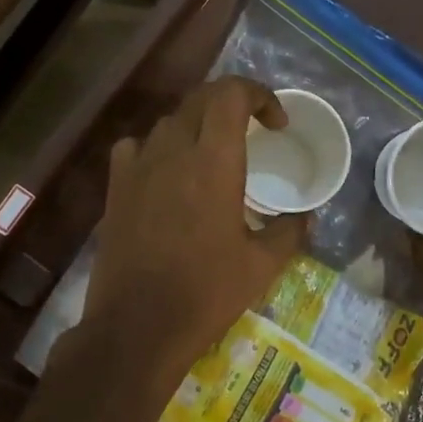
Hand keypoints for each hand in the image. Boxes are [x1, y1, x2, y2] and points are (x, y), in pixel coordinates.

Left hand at [86, 77, 307, 380]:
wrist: (137, 326)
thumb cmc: (206, 294)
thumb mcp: (262, 266)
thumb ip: (290, 233)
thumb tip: (306, 217)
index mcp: (213, 163)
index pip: (231, 95)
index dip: (259, 95)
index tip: (277, 124)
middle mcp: (173, 152)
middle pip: (200, 99)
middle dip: (232, 103)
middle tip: (253, 130)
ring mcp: (138, 168)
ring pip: (169, 121)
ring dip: (197, 124)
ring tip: (213, 153)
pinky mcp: (116, 189)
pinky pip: (135, 147)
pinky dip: (157, 147)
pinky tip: (167, 172)